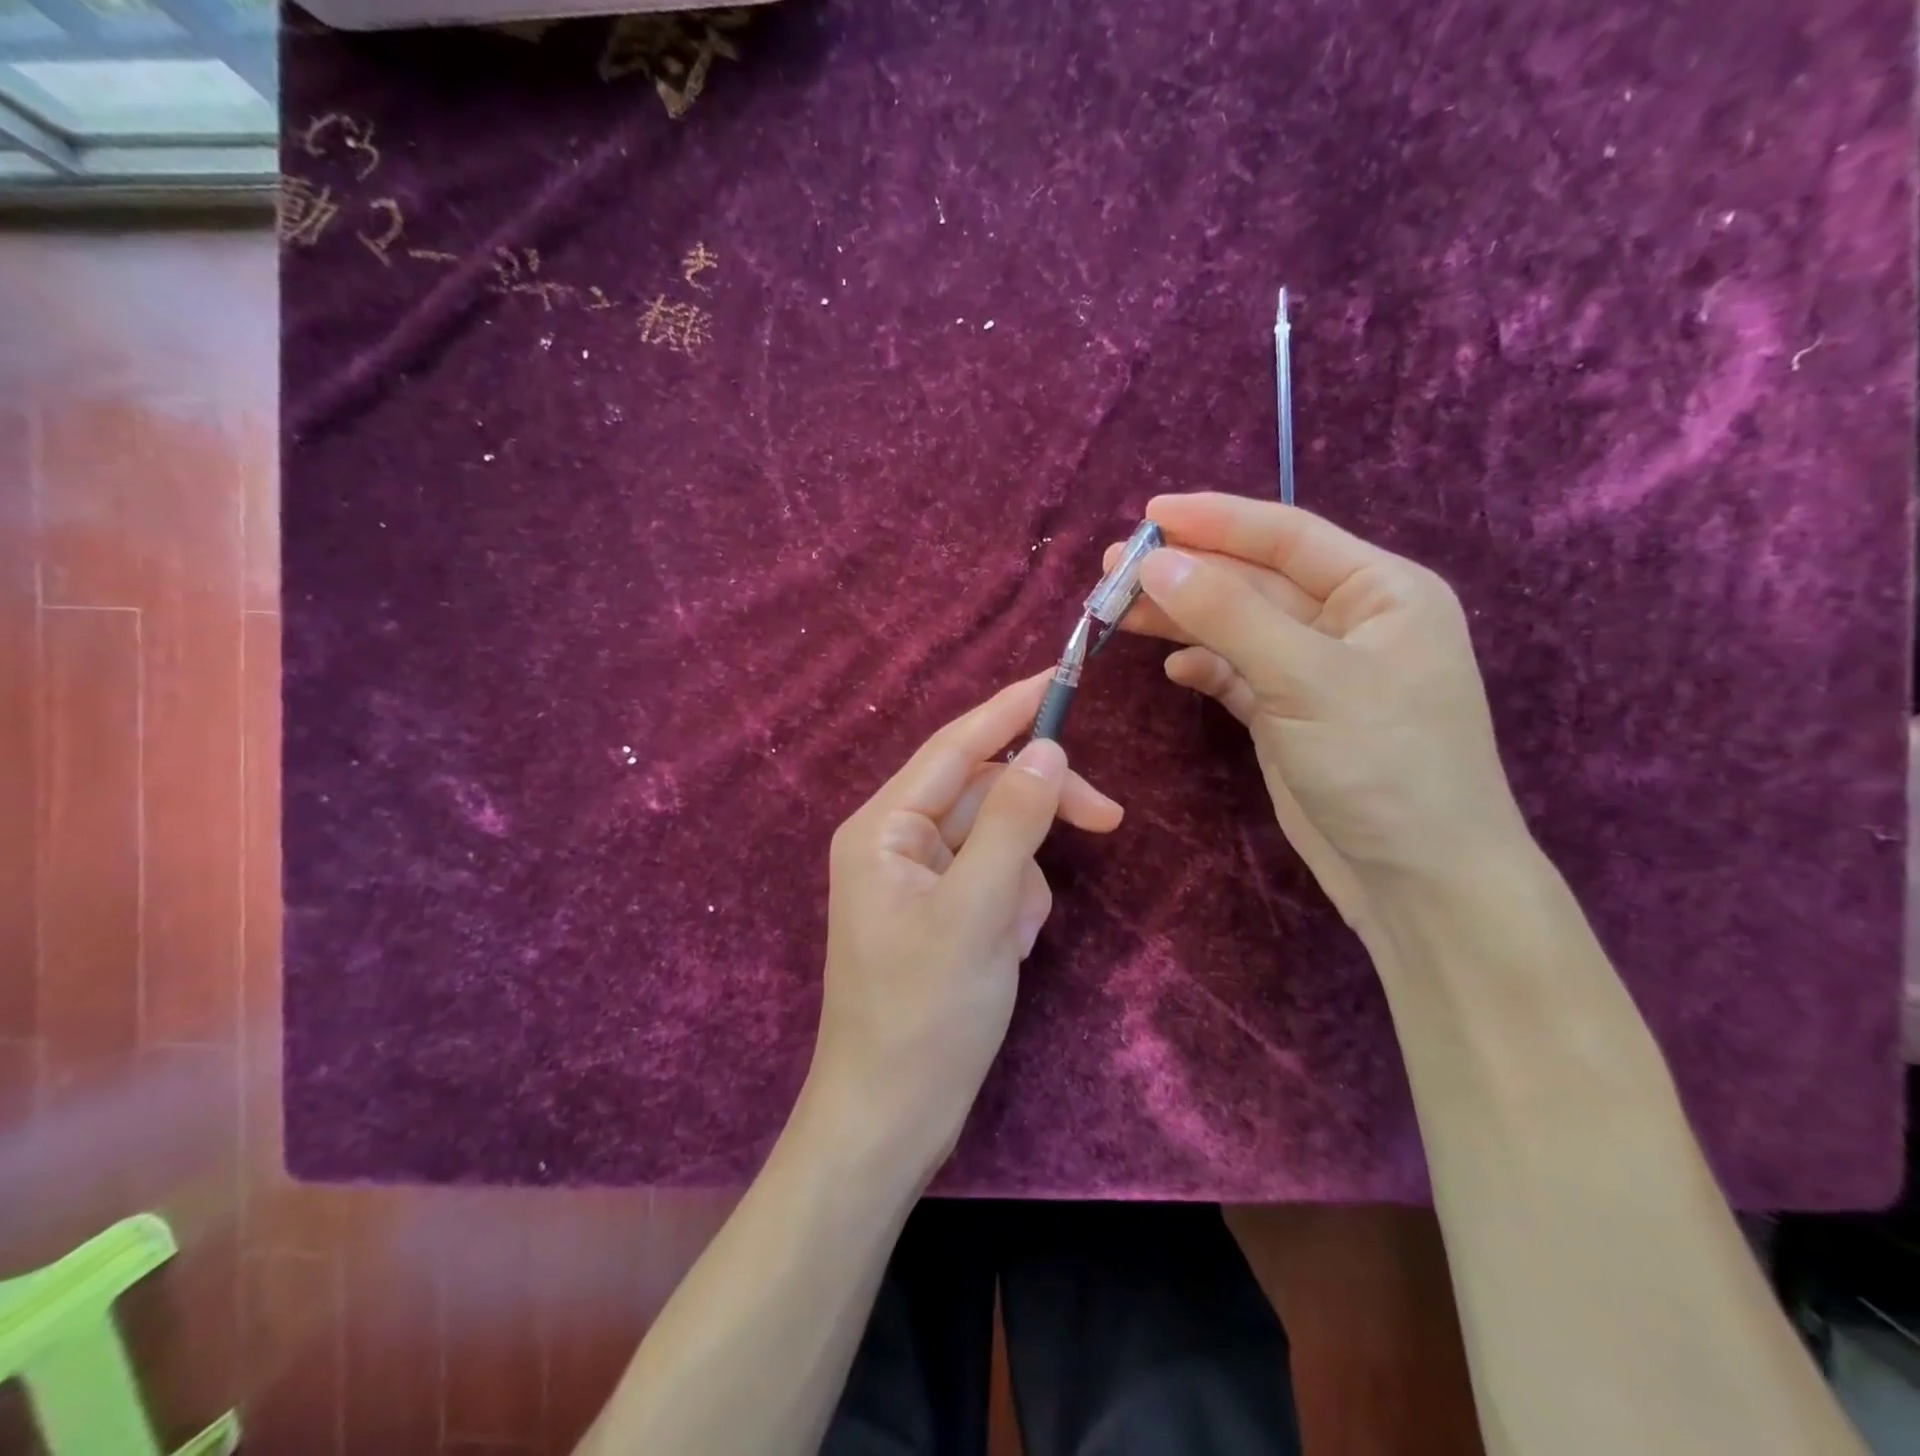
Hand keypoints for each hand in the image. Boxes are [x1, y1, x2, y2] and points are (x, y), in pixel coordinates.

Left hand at [805, 674, 1123, 1183]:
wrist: (891, 1120)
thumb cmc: (925, 1015)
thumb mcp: (979, 910)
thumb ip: (1013, 822)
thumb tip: (1046, 750)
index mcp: (883, 828)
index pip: (954, 746)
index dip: (1009, 709)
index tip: (1063, 677)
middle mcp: (895, 842)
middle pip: (982, 793)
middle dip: (1038, 812)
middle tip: (1109, 821)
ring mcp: (917, 880)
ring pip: (996, 842)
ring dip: (1023, 881)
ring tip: (1012, 940)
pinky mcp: (939, 913)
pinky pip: (993, 882)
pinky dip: (1014, 908)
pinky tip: (1005, 955)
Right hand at [1112, 492, 1525, 926]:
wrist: (1417, 882)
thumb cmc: (1384, 764)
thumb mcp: (1307, 679)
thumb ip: (1228, 616)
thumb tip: (1155, 563)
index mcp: (1381, 591)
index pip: (1287, 536)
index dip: (1216, 520)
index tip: (1148, 515)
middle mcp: (1349, 622)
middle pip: (1254, 581)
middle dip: (1187, 573)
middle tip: (1113, 568)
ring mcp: (1315, 672)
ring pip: (1237, 628)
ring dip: (1182, 619)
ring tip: (1118, 610)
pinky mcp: (1288, 716)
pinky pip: (1236, 674)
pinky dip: (1203, 667)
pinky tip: (1172, 667)